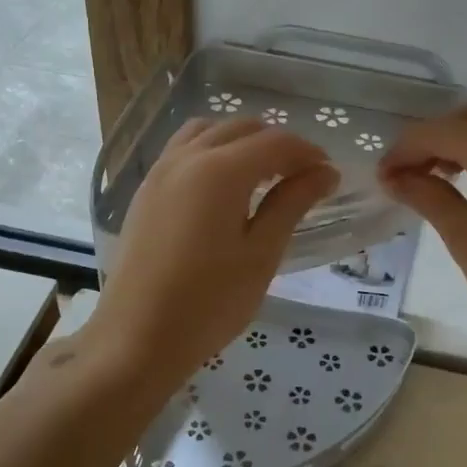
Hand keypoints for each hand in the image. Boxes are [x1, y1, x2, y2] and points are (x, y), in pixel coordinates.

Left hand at [88, 117, 337, 395]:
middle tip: (302, 179)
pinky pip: (184, 149)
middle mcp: (188, 157)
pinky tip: (223, 187)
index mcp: (221, 170)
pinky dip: (212, 150)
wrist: (136, 338)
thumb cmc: (209, 302)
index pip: (276, 142)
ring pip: (209, 131)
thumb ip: (292, 203)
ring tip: (262, 177)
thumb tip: (324, 172)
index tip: (329, 176)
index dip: (308, 153)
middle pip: (242, 128)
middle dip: (278, 145)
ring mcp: (160, 170)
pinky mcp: (146, 189)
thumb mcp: (261, 254)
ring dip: (242, 142)